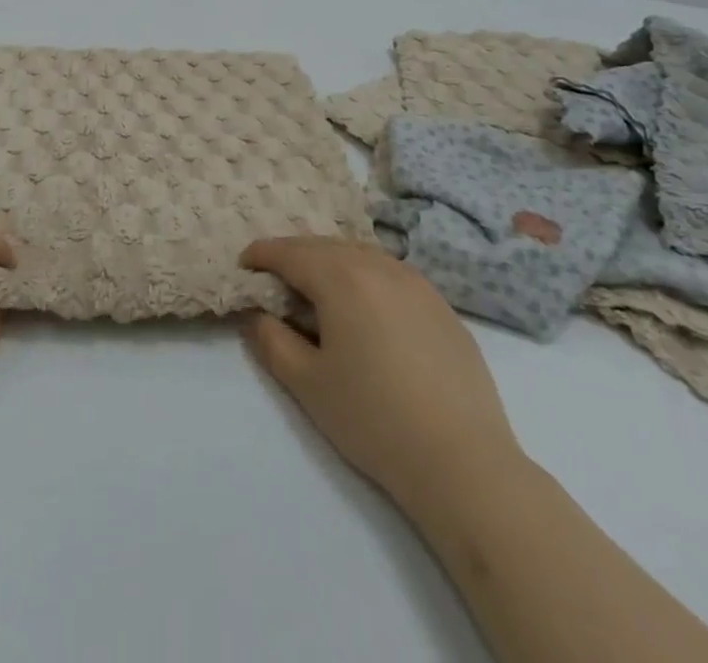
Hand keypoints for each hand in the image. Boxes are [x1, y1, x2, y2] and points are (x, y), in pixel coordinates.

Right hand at [241, 237, 521, 502]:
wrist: (463, 461)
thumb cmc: (374, 419)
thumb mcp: (307, 384)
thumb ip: (272, 341)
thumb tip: (257, 314)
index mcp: (341, 278)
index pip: (290, 252)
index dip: (262, 254)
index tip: (244, 263)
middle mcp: (378, 266)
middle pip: (325, 246)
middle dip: (295, 255)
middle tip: (275, 277)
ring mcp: (416, 282)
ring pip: (361, 254)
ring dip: (332, 262)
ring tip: (317, 289)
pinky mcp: (441, 304)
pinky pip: (391, 273)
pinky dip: (366, 277)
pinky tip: (366, 309)